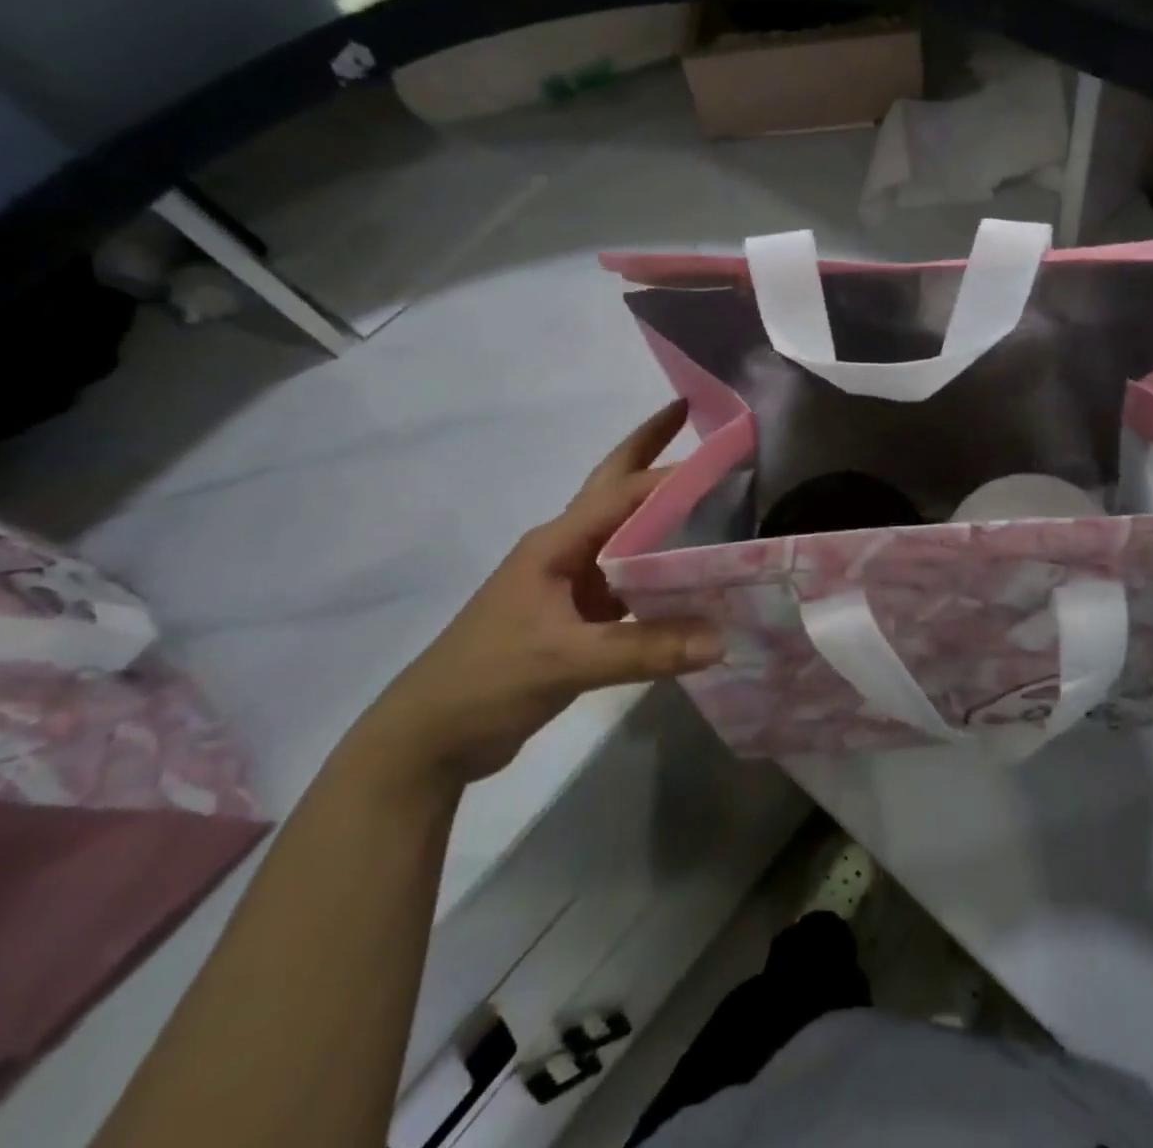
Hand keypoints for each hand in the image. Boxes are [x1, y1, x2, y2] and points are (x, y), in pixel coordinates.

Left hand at [352, 402, 722, 788]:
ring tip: (708, 494)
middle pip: (613, 489)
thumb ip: (645, 649)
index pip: (622, 493)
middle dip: (647, 450)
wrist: (430, 737)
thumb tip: (722, 639)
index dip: (669, 469)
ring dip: (659, 511)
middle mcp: (563, 551)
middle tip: (688, 416)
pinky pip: (625, 578)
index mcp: (556, 544)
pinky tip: (688, 574)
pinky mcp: (573, 616)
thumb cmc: (488, 680)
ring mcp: (567, 583)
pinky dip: (657, 568)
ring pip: (623, 534)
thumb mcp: (566, 661)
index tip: (719, 450)